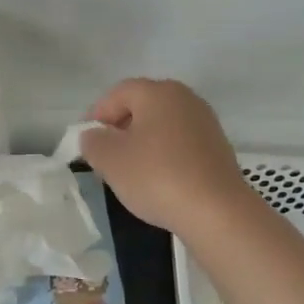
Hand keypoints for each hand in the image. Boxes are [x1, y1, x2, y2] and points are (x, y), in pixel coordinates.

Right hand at [79, 78, 257, 236]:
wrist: (217, 212)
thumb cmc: (157, 176)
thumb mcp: (110, 159)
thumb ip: (93, 141)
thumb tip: (94, 135)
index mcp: (158, 92)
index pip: (117, 93)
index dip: (96, 115)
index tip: (85, 142)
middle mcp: (185, 98)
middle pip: (142, 107)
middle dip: (120, 129)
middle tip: (105, 156)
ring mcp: (205, 123)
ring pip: (162, 126)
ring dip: (142, 144)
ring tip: (130, 172)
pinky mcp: (218, 148)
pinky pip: (180, 144)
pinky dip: (164, 156)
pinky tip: (158, 181)